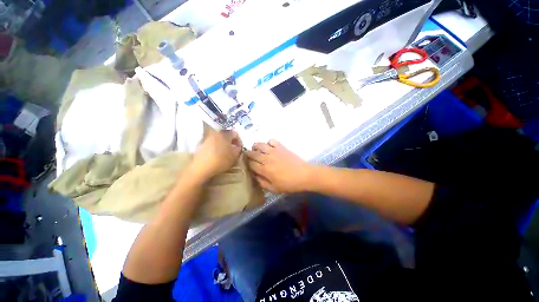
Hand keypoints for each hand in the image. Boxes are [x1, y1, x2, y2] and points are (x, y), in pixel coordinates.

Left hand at [190, 130, 242, 180]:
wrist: (201, 168)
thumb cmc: (221, 161)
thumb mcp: (234, 156)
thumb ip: (238, 150)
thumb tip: (237, 147)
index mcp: (224, 135)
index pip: (235, 133)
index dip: (239, 140)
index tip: (240, 148)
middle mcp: (215, 134)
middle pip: (226, 135)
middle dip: (231, 142)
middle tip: (233, 150)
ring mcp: (207, 139)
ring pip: (218, 139)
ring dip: (223, 145)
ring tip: (225, 153)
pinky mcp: (201, 145)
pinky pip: (212, 144)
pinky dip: (216, 147)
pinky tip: (216, 156)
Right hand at [246, 140, 313, 192]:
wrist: (304, 175)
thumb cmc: (289, 184)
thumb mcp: (274, 189)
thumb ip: (262, 182)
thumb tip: (254, 175)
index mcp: (264, 170)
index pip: (251, 164)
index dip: (247, 164)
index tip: (248, 164)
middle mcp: (267, 158)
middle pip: (252, 153)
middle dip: (248, 154)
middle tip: (248, 155)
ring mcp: (274, 151)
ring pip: (260, 144)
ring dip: (255, 146)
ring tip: (256, 149)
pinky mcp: (281, 147)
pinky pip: (271, 140)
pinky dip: (268, 142)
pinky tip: (270, 147)